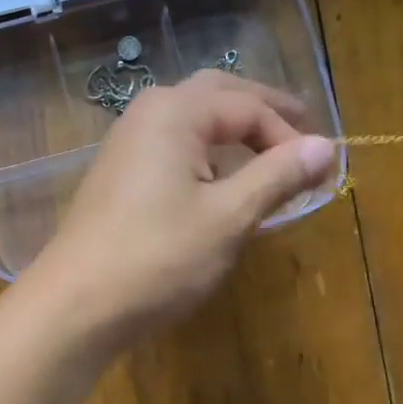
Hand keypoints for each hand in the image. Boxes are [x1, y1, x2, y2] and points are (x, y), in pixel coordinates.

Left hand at [21, 69, 339, 347]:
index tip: (321, 170)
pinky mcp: (117, 178)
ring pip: (191, 122)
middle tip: (302, 126)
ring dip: (232, 131)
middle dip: (261, 111)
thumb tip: (326, 146)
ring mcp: (126, 146)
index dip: (289, 135)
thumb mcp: (228, 217)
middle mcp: (147, 115)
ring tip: (267, 153)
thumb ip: (277, 176)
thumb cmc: (158, 258)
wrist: (75, 307)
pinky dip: (205, 154)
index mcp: (176, 112)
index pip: (248, 107)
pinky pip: (172, 148)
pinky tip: (219, 180)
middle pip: (216, 96)